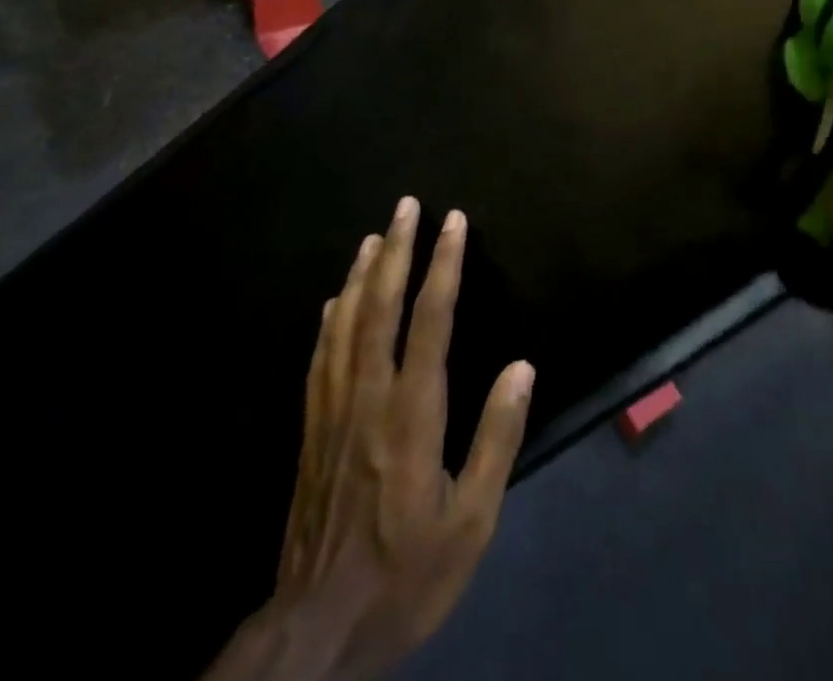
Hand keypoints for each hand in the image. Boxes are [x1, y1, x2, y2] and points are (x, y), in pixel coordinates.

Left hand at [210, 198, 534, 680]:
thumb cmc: (406, 573)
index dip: (444, 265)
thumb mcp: (471, 522)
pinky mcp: (311, 428)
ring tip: (375, 235)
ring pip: (346, 321)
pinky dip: (331, 318)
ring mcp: (334, 408)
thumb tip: (521, 367)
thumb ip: (496, 439)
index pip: (430, 319)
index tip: (453, 221)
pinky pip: (321, 356)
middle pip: (381, 305)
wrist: (317, 627)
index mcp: (412, 413)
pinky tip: (335, 298)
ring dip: (362, 272)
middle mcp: (370, 396)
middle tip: (406, 205)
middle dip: (398, 249)